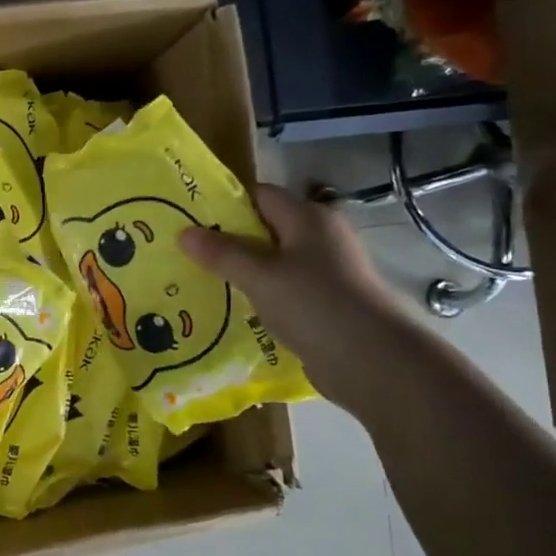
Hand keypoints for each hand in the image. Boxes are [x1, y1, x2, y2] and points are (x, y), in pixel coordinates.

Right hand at [180, 183, 415, 412]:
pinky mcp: (327, 302)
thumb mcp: (258, 275)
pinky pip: (285, 289)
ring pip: (275, 262)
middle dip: (230, 240)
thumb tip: (184, 232)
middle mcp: (321, 237)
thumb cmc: (313, 303)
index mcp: (308, 217)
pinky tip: (236, 310)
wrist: (372, 360)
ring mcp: (327, 271)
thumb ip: (221, 253)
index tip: (192, 219)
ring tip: (204, 282)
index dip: (227, 203)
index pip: (262, 195)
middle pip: (267, 228)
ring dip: (244, 271)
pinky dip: (262, 295)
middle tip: (190, 254)